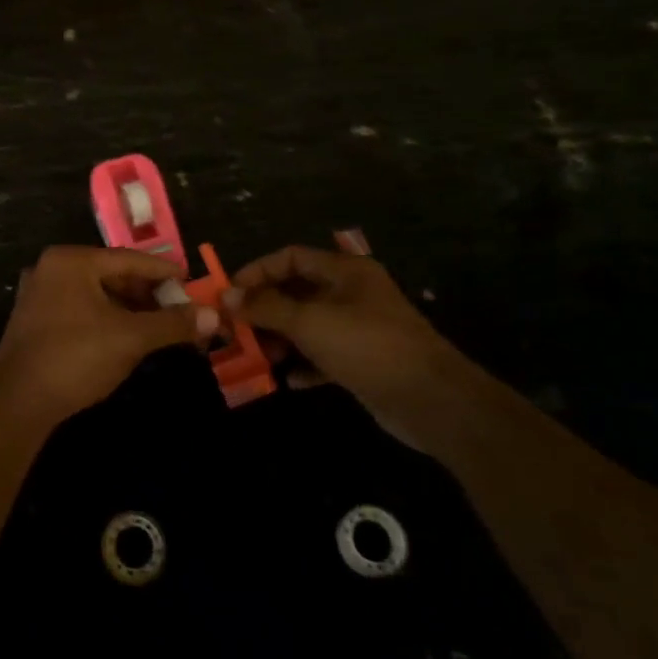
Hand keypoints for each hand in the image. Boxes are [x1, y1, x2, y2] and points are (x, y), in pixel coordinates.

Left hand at [0, 246, 217, 426]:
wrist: (18, 402)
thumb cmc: (77, 358)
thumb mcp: (131, 338)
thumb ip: (172, 323)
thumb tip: (214, 315)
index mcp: (71, 260)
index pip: (129, 259)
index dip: (164, 271)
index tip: (191, 282)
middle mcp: (51, 268)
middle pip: (111, 273)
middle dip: (147, 292)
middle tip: (178, 309)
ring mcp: (38, 293)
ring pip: (95, 293)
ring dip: (127, 307)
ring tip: (157, 325)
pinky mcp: (33, 319)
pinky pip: (79, 308)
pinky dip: (105, 317)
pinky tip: (125, 336)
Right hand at [225, 242, 469, 449]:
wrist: (432, 401)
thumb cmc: (368, 346)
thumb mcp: (310, 322)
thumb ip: (266, 307)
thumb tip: (225, 295)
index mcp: (344, 271)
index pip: (290, 257)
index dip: (257, 272)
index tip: (228, 295)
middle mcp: (351, 294)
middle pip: (296, 292)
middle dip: (264, 310)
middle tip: (235, 330)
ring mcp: (358, 328)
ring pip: (307, 325)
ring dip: (281, 339)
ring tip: (258, 357)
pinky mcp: (363, 361)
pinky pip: (323, 356)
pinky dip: (304, 365)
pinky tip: (288, 379)